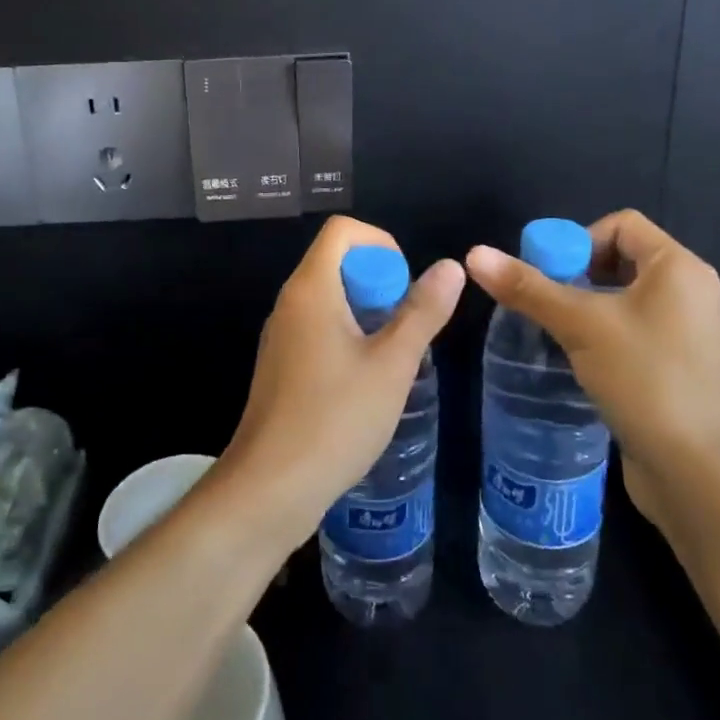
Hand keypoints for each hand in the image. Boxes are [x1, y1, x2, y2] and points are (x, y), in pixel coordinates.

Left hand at [215, 216, 463, 551]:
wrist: (269, 488)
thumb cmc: (335, 419)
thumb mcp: (392, 365)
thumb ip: (422, 312)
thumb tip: (450, 266)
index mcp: (311, 289)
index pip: (342, 230)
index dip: (381, 244)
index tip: (404, 288)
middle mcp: (290, 302)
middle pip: (337, 262)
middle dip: (379, 284)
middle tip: (403, 330)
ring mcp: (281, 335)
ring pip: (330, 298)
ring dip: (367, 315)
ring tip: (391, 360)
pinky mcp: (280, 365)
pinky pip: (318, 328)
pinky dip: (347, 338)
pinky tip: (365, 385)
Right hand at [465, 210, 719, 532]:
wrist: (700, 474)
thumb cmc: (646, 380)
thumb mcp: (580, 325)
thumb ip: (527, 288)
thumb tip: (473, 253)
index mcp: (678, 268)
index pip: (621, 224)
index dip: (578, 239)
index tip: (549, 274)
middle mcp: (688, 292)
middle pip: (619, 258)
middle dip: (575, 275)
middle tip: (542, 302)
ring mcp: (684, 332)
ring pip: (621, 299)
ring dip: (582, 308)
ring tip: (551, 331)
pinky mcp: (674, 367)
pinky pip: (629, 331)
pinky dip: (599, 335)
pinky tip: (574, 360)